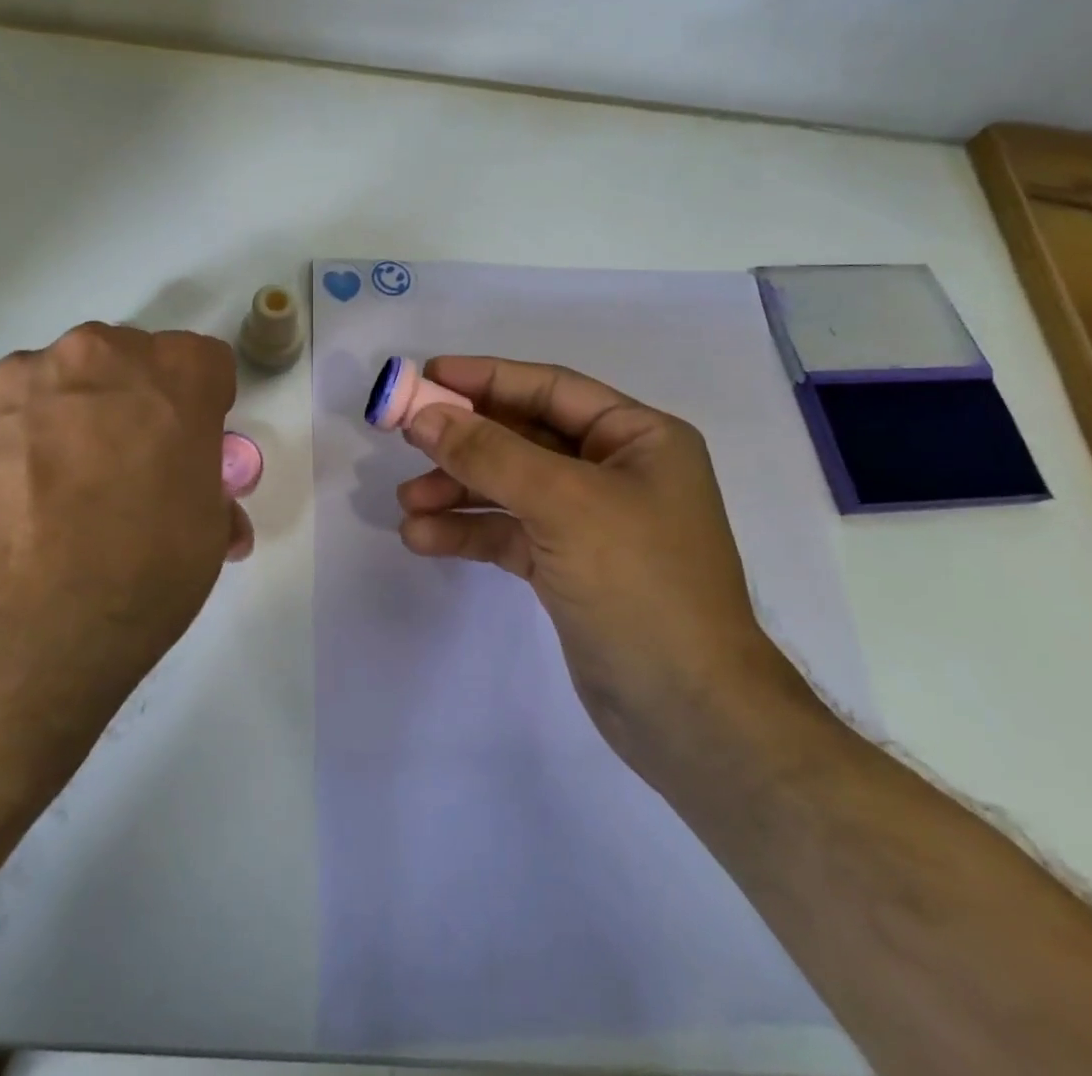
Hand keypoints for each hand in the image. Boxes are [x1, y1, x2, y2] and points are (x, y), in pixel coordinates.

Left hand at [0, 323, 250, 781]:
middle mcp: (102, 354)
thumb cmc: (135, 576)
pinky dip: (24, 441)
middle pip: (133, 362)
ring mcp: (26, 377)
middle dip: (139, 403)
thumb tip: (193, 501)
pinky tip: (16, 504)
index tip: (189, 450)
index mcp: (176, 374)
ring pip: (69, 382)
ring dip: (78, 417)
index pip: (205, 364)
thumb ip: (206, 495)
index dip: (204, 407)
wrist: (1, 630)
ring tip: (61, 494)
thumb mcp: (204, 540)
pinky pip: (15, 412)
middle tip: (130, 471)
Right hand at [396, 356, 805, 783]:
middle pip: (524, 437)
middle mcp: (616, 470)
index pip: (550, 389)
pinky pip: (509, 532)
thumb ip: (490, 454)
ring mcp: (590, 521)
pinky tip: (423, 539)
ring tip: (406, 504)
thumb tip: (423, 415)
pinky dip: (469, 532)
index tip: (427, 377)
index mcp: (638, 437)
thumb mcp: (563, 504)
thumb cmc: (640, 584)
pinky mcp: (568, 566)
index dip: (486, 378)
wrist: (688, 713)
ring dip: (458, 492)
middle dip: (464, 443)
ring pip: (510, 487)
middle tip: (403, 439)